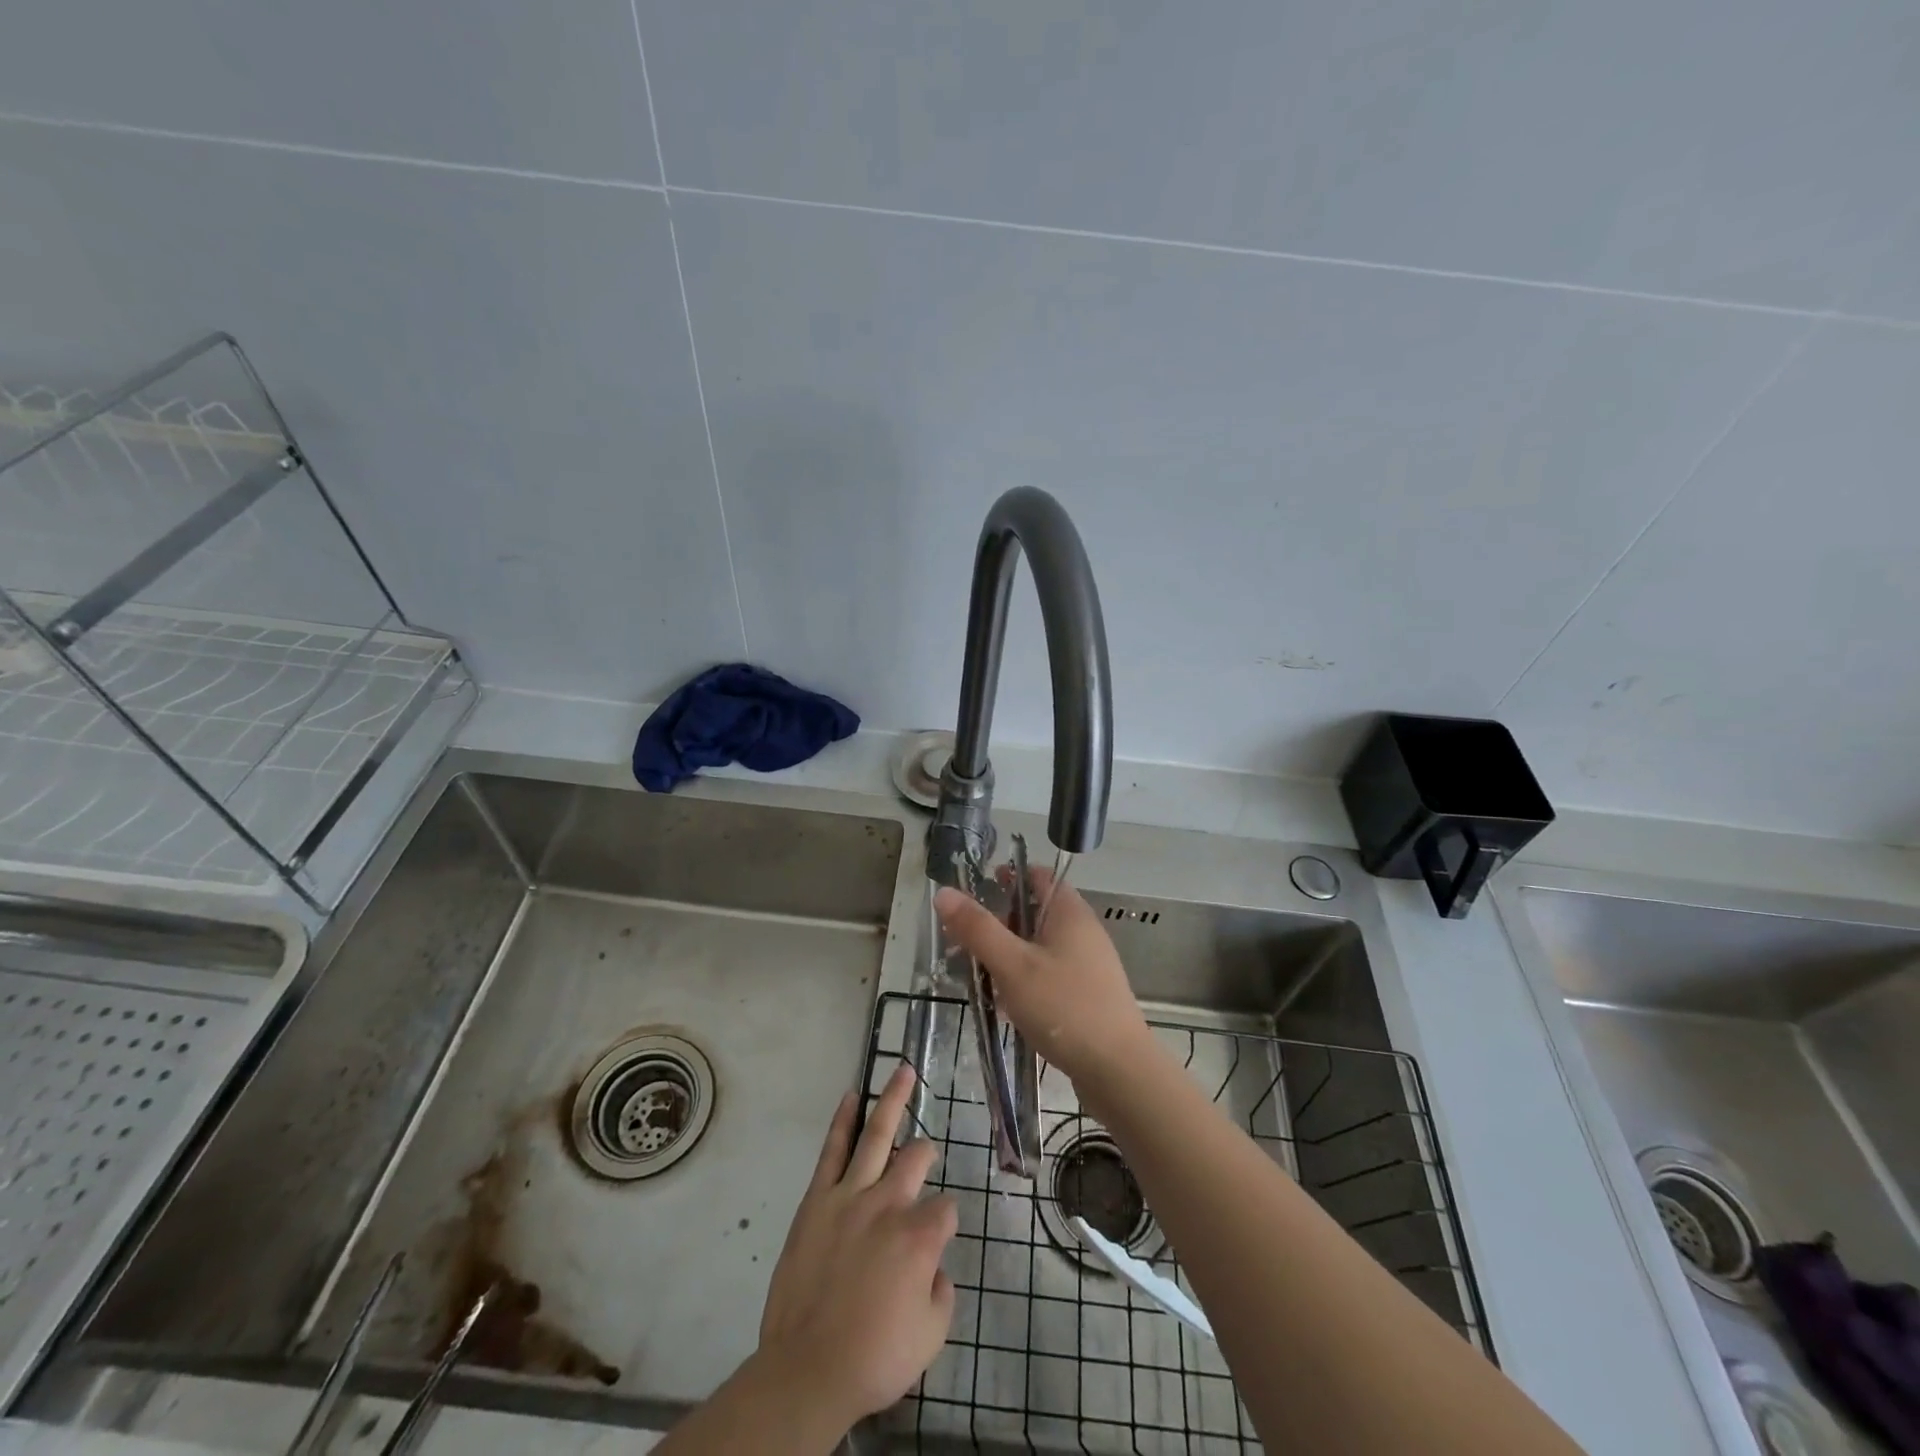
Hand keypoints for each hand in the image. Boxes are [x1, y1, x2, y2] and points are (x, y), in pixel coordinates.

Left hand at [756, 1064, 956, 1430]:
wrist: (807, 1370)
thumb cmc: (873, 1358)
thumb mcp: (929, 1337)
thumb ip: (942, 1294)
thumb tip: (935, 1268)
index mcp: (920, 1238)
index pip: (946, 1209)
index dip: (946, 1222)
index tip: (935, 1241)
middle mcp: (889, 1205)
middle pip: (916, 1159)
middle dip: (925, 1153)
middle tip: (925, 1153)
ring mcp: (851, 1196)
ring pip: (878, 1135)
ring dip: (893, 1099)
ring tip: (902, 1070)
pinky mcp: (818, 1199)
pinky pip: (833, 1150)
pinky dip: (843, 1120)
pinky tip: (851, 1096)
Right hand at [933, 870, 1157, 1100]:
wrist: (1118, 1070)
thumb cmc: (1064, 1006)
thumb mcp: (1012, 965)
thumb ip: (978, 928)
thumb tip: (944, 892)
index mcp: (1069, 913)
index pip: (1038, 876)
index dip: (1008, 877)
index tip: (976, 891)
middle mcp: (1083, 932)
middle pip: (1035, 913)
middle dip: (999, 924)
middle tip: (965, 942)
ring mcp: (1088, 965)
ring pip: (1039, 948)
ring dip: (1009, 957)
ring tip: (979, 977)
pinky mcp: (1088, 995)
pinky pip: (1050, 975)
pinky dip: (1025, 981)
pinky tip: (1007, 1007)